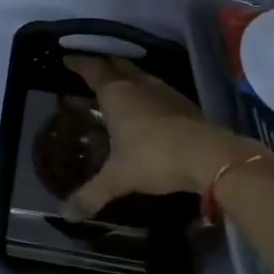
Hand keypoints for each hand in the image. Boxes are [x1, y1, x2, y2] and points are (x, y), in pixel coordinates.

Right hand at [60, 55, 249, 220]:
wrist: (207, 155)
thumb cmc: (154, 157)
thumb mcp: (118, 178)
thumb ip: (91, 194)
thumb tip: (65, 214)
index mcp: (116, 93)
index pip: (92, 69)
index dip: (78, 62)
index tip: (67, 59)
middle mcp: (137, 84)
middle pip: (116, 64)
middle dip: (102, 65)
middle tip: (90, 73)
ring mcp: (162, 90)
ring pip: (138, 74)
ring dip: (125, 77)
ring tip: (117, 89)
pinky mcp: (182, 101)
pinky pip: (156, 88)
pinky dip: (145, 91)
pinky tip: (146, 107)